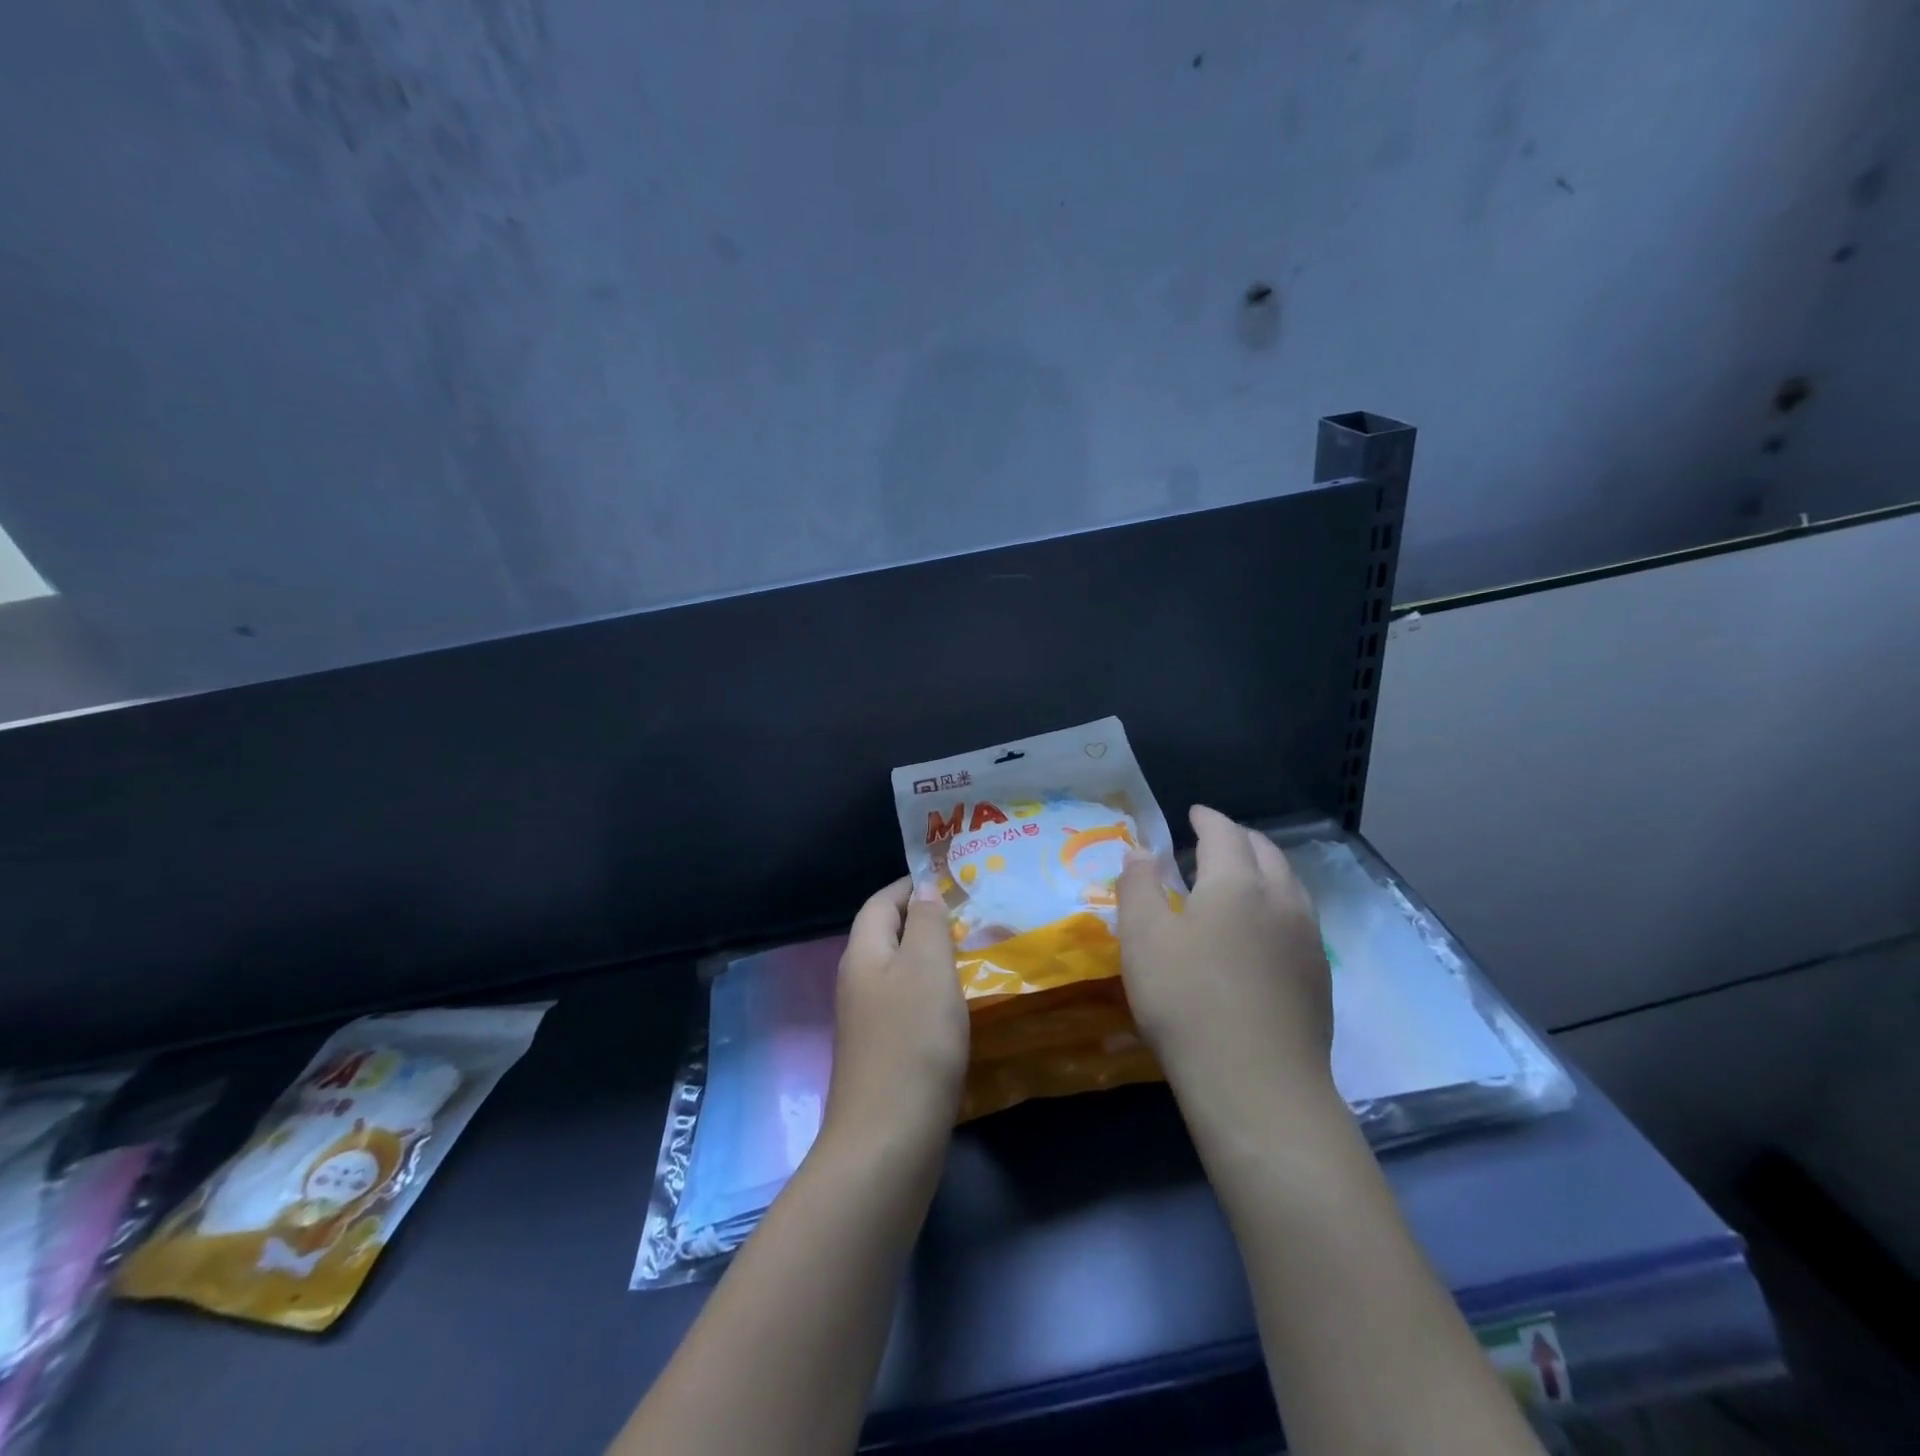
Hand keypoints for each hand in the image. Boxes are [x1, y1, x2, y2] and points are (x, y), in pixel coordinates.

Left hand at [824, 878, 969, 1150]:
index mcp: (863, 955)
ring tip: (972, 956)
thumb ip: (927, 924)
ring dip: (930, 960)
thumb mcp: (927, 969)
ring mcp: (866, 1023)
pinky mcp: (882, 1055)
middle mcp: (857, 983)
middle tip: (970, 917)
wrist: (887, 1141)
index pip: (880, 903)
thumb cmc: (912, 1042)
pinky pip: (906, 1007)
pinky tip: (959, 1008)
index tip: (948, 880)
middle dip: (923, 921)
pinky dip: (931, 996)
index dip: (909, 886)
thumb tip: (923, 890)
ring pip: (898, 973)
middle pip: (886, 936)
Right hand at [1117, 806, 1333, 1107]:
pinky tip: (1262, 930)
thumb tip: (1140, 852)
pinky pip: (1299, 917)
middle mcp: (1281, 898)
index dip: (1207, 818)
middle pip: (1265, 851)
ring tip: (1239, 879)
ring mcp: (1308, 937)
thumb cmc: (1187, 1002)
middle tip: (1212, 841)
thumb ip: (1138, 886)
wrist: (1258, 1085)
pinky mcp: (1320, 975)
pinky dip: (1278, 903)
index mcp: (1237, 882)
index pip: (1224, 832)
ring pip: (1289, 883)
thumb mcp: (1142, 939)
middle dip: (1238, 838)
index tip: (1192, 813)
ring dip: (1263, 868)